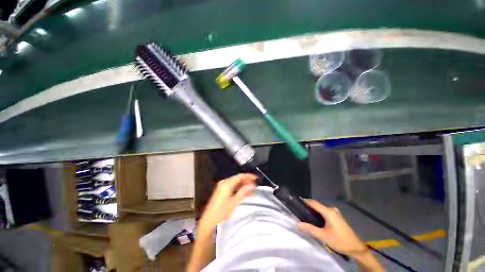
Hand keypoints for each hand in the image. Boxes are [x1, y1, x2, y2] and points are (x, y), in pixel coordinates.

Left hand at [199, 173, 256, 229]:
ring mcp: (222, 187)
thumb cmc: (221, 212)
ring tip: (252, 190)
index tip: (256, 178)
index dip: (248, 176)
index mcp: (226, 184)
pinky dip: (239, 189)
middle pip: (238, 179)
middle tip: (256, 184)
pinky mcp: (222, 191)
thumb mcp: (234, 203)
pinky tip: (245, 193)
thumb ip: (243, 192)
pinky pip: (232, 187)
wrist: (208, 221)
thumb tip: (252, 185)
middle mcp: (224, 183)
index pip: (240, 176)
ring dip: (243, 185)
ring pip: (235, 183)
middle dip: (247, 181)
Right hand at [298, 200, 366, 257]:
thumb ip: (310, 228)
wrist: (356, 248)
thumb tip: (298, 224)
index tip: (297, 202)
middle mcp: (332, 209)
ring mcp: (335, 212)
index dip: (305, 201)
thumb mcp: (323, 236)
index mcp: (328, 212)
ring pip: (321, 208)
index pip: (314, 203)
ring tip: (306, 214)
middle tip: (300, 210)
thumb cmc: (339, 241)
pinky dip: (319, 212)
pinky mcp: (337, 216)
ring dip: (314, 209)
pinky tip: (316, 218)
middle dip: (308, 206)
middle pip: (317, 204)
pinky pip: (325, 211)